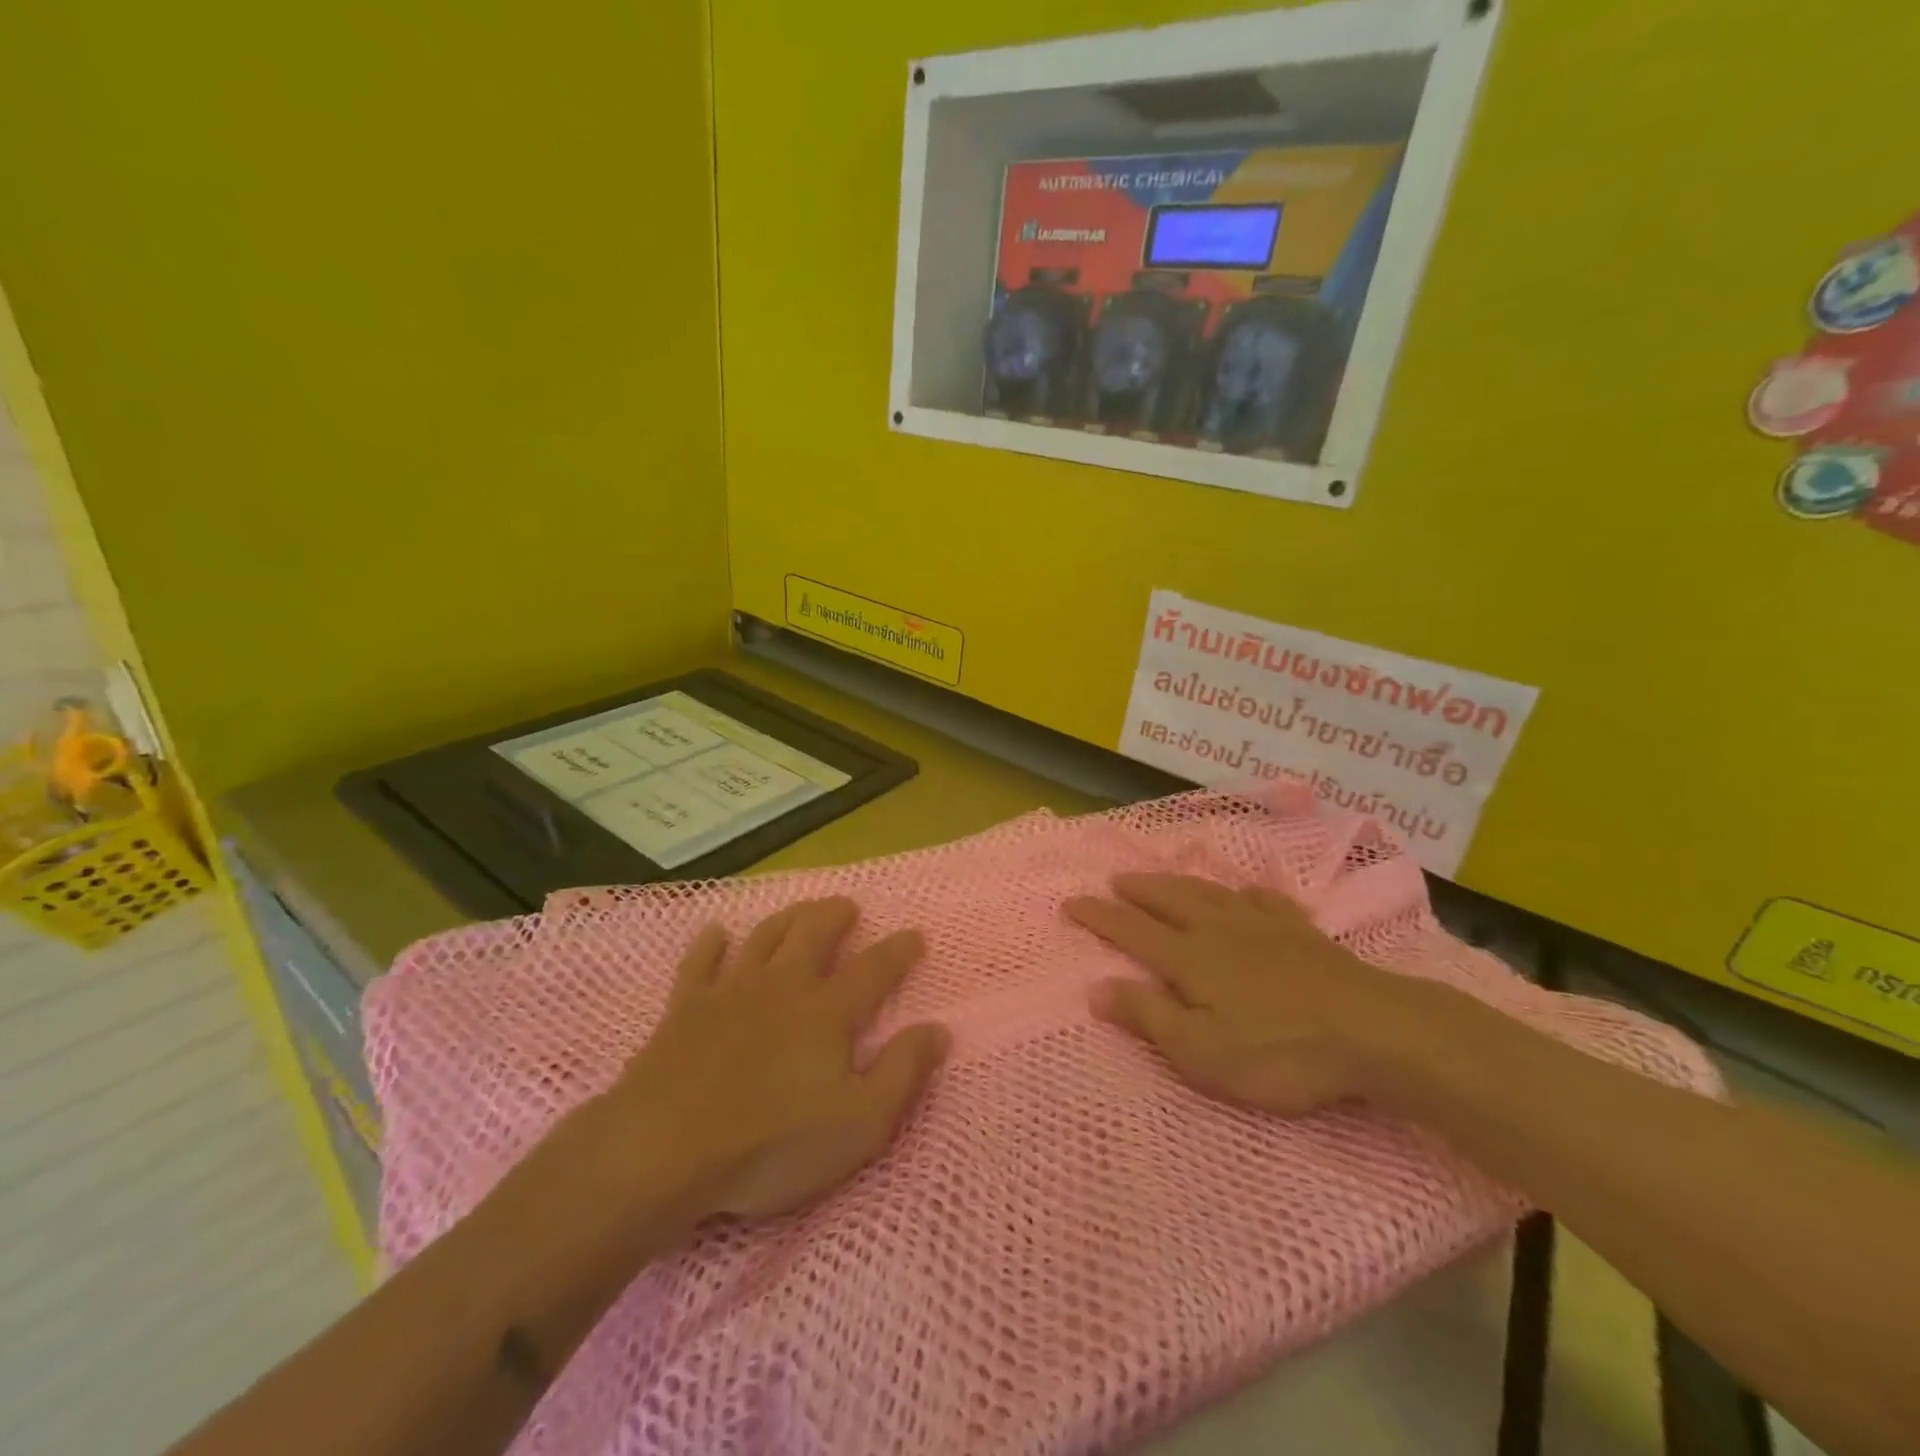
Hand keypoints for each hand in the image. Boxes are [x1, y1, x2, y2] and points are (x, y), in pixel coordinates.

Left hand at [536, 898, 948, 1238]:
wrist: (665, 1150)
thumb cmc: (772, 1143)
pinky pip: (700, 961)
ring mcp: (731, 991)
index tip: (916, 934)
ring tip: (801, 910)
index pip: (875, 969)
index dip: (900, 950)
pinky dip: (711, 942)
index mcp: (828, 1011)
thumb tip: (939, 1030)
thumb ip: (902, 1072)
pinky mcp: (686, 1007)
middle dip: (835, 915)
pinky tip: (716, 932)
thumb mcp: (859, 1123)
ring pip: (764, 937)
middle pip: (814, 934)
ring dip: (786, 918)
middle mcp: (783, 986)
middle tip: (848, 906)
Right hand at [1065, 874, 1434, 1117]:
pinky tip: (1249, 892)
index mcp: (1190, 958)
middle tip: (1114, 880)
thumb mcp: (1202, 1051)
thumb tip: (1095, 988)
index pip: (1131, 930)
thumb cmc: (1279, 1051)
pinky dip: (1248, 894)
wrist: (1373, 1031)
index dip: (1098, 916)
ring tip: (1161, 877)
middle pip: (1169, 901)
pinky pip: (1266, 902)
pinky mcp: (1302, 934)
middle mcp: (1219, 931)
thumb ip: (1147, 1016)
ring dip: (1179, 884)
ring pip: (1210, 894)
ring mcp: (1263, 927)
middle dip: (1137, 890)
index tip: (1070, 902)